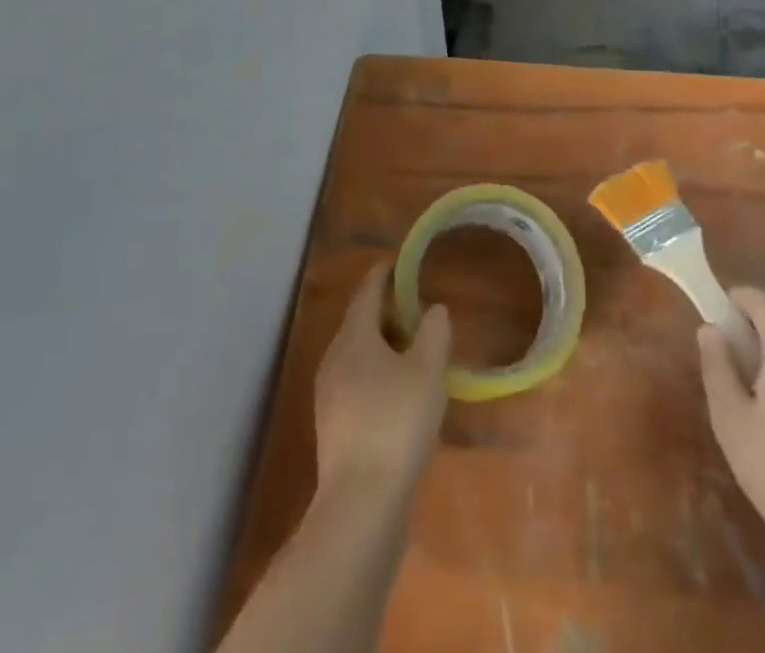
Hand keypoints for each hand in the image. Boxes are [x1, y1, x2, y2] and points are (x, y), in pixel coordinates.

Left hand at [313, 263, 450, 504]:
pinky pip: (358, 382)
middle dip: (387, 310)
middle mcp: (334, 359)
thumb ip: (434, 332)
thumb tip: (434, 309)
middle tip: (417, 305)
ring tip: (415, 347)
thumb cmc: (396, 422)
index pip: (366, 291)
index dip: (384, 273)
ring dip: (383, 344)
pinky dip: (379, 373)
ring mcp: (330, 395)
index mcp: (353, 337)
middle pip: (360, 322)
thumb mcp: (427, 370)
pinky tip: (402, 390)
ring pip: (358, 354)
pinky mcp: (335, 426)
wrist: (361, 503)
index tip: (401, 262)